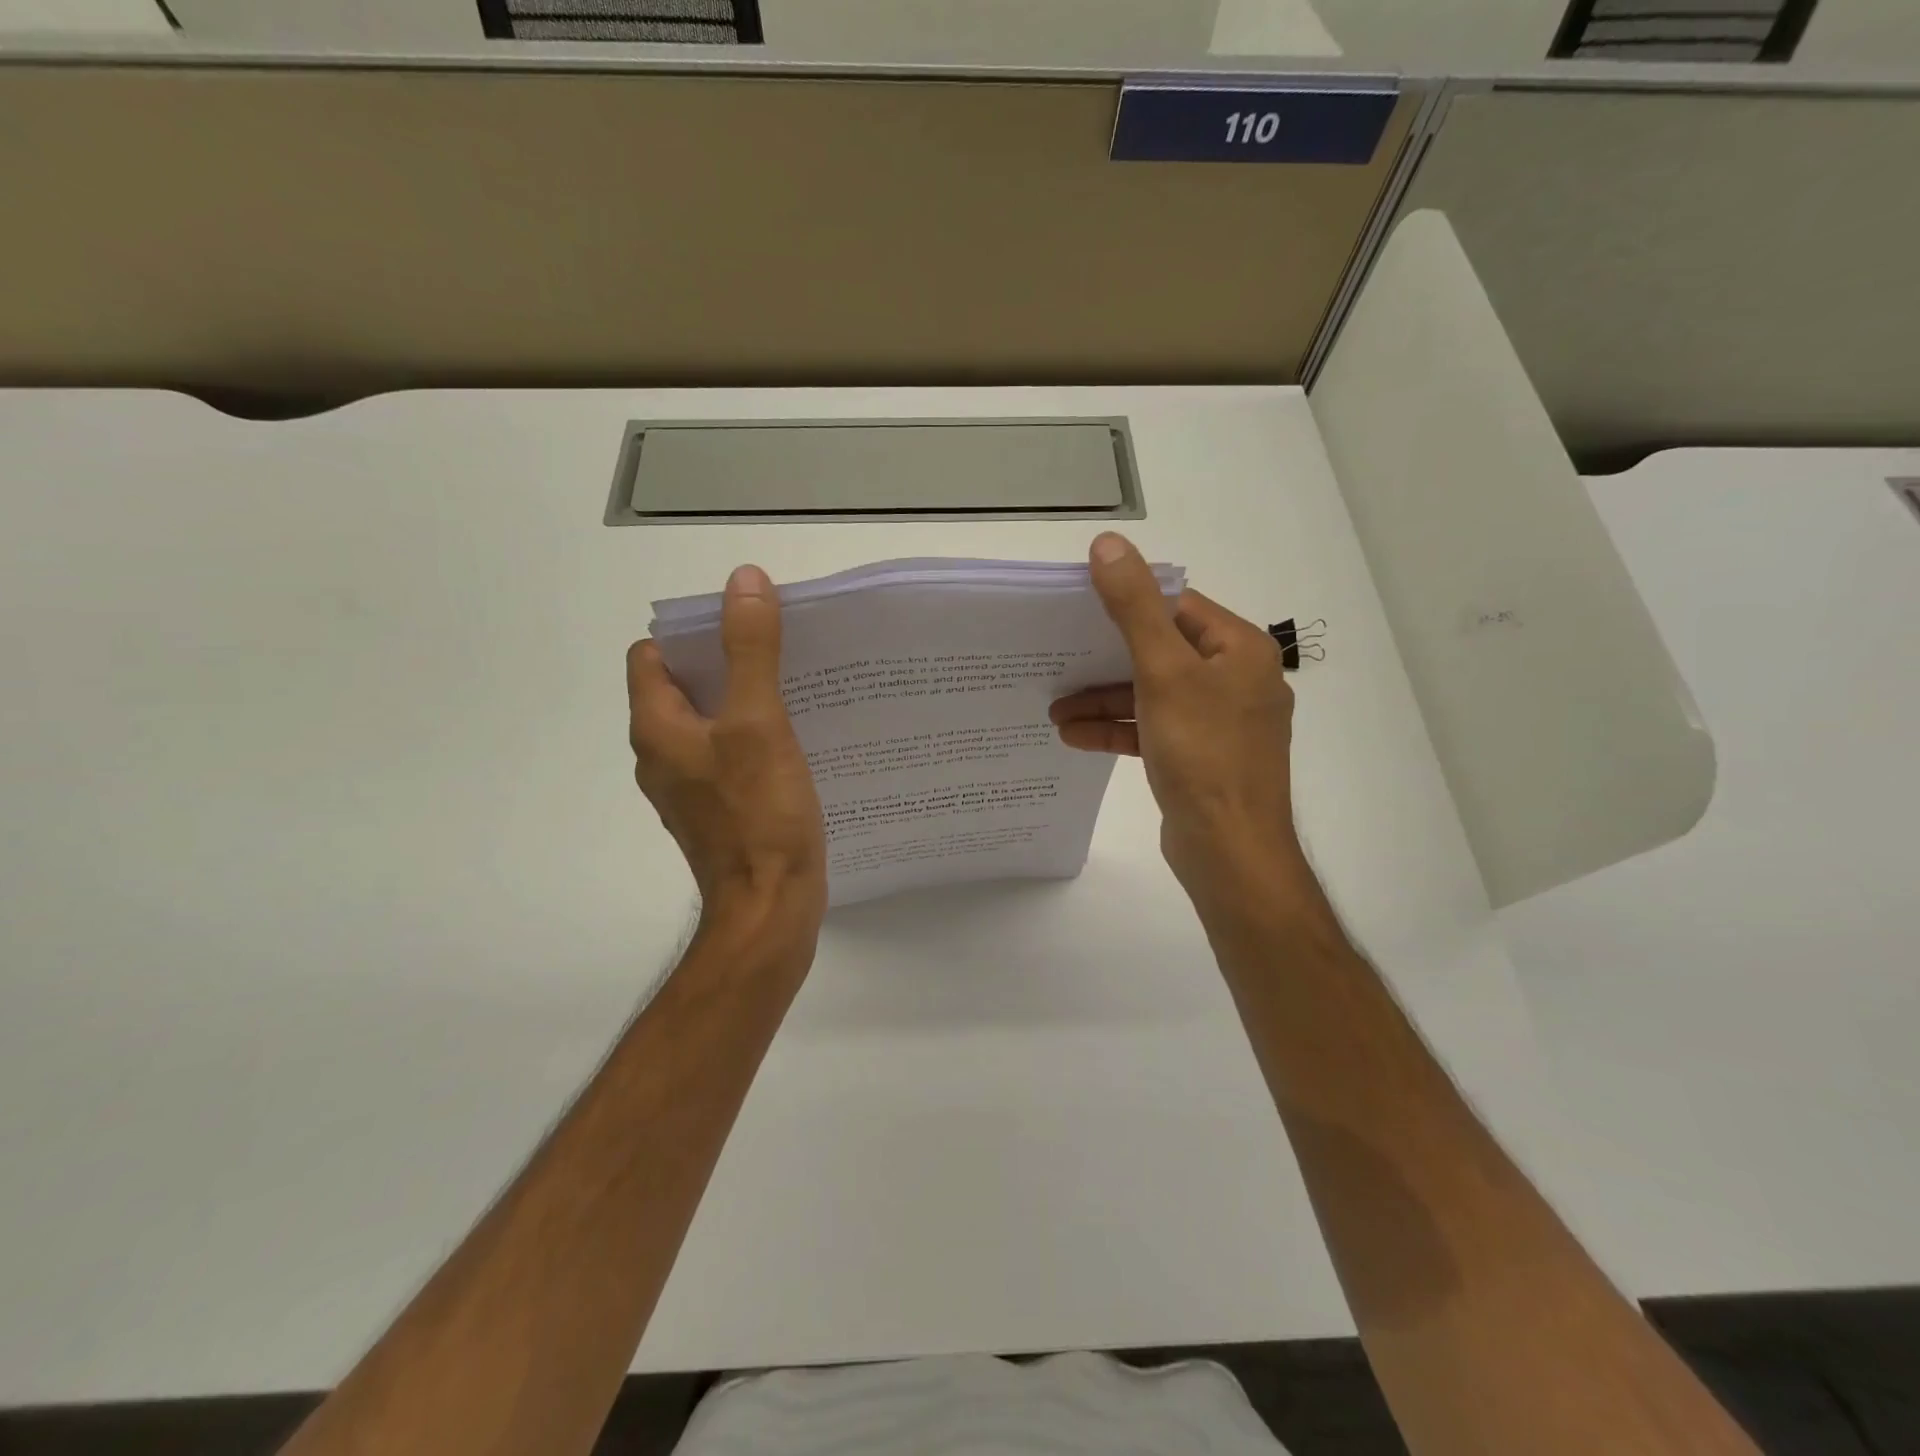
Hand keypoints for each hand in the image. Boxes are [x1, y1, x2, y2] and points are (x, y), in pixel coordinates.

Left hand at [627, 565, 826, 940]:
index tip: (743, 627)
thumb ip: (750, 650)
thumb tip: (744, 581)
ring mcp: (690, 788)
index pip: (652, 657)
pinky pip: (729, 757)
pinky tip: (796, 743)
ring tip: (795, 689)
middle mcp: (663, 756)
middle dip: (726, 662)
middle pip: (684, 688)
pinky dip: (754, 740)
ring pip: (710, 724)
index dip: (692, 633)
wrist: (770, 910)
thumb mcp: (758, 722)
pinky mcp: (719, 812)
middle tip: (781, 651)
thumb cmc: (760, 815)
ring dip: (744, 702)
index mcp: (657, 729)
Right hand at [1051, 532, 1312, 916]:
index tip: (1077, 609)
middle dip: (1104, 662)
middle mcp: (1235, 681)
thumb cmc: (1203, 752)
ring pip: (1152, 696)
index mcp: (1240, 650)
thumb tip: (1108, 543)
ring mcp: (1218, 723)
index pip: (1178, 607)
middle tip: (1056, 660)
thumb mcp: (1163, 672)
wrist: (1229, 850)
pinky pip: (1153, 730)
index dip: (1127, 603)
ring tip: (1053, 710)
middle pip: (1160, 652)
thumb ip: (1133, 607)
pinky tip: (1074, 736)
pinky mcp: (1199, 758)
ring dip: (1103, 700)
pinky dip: (1117, 730)